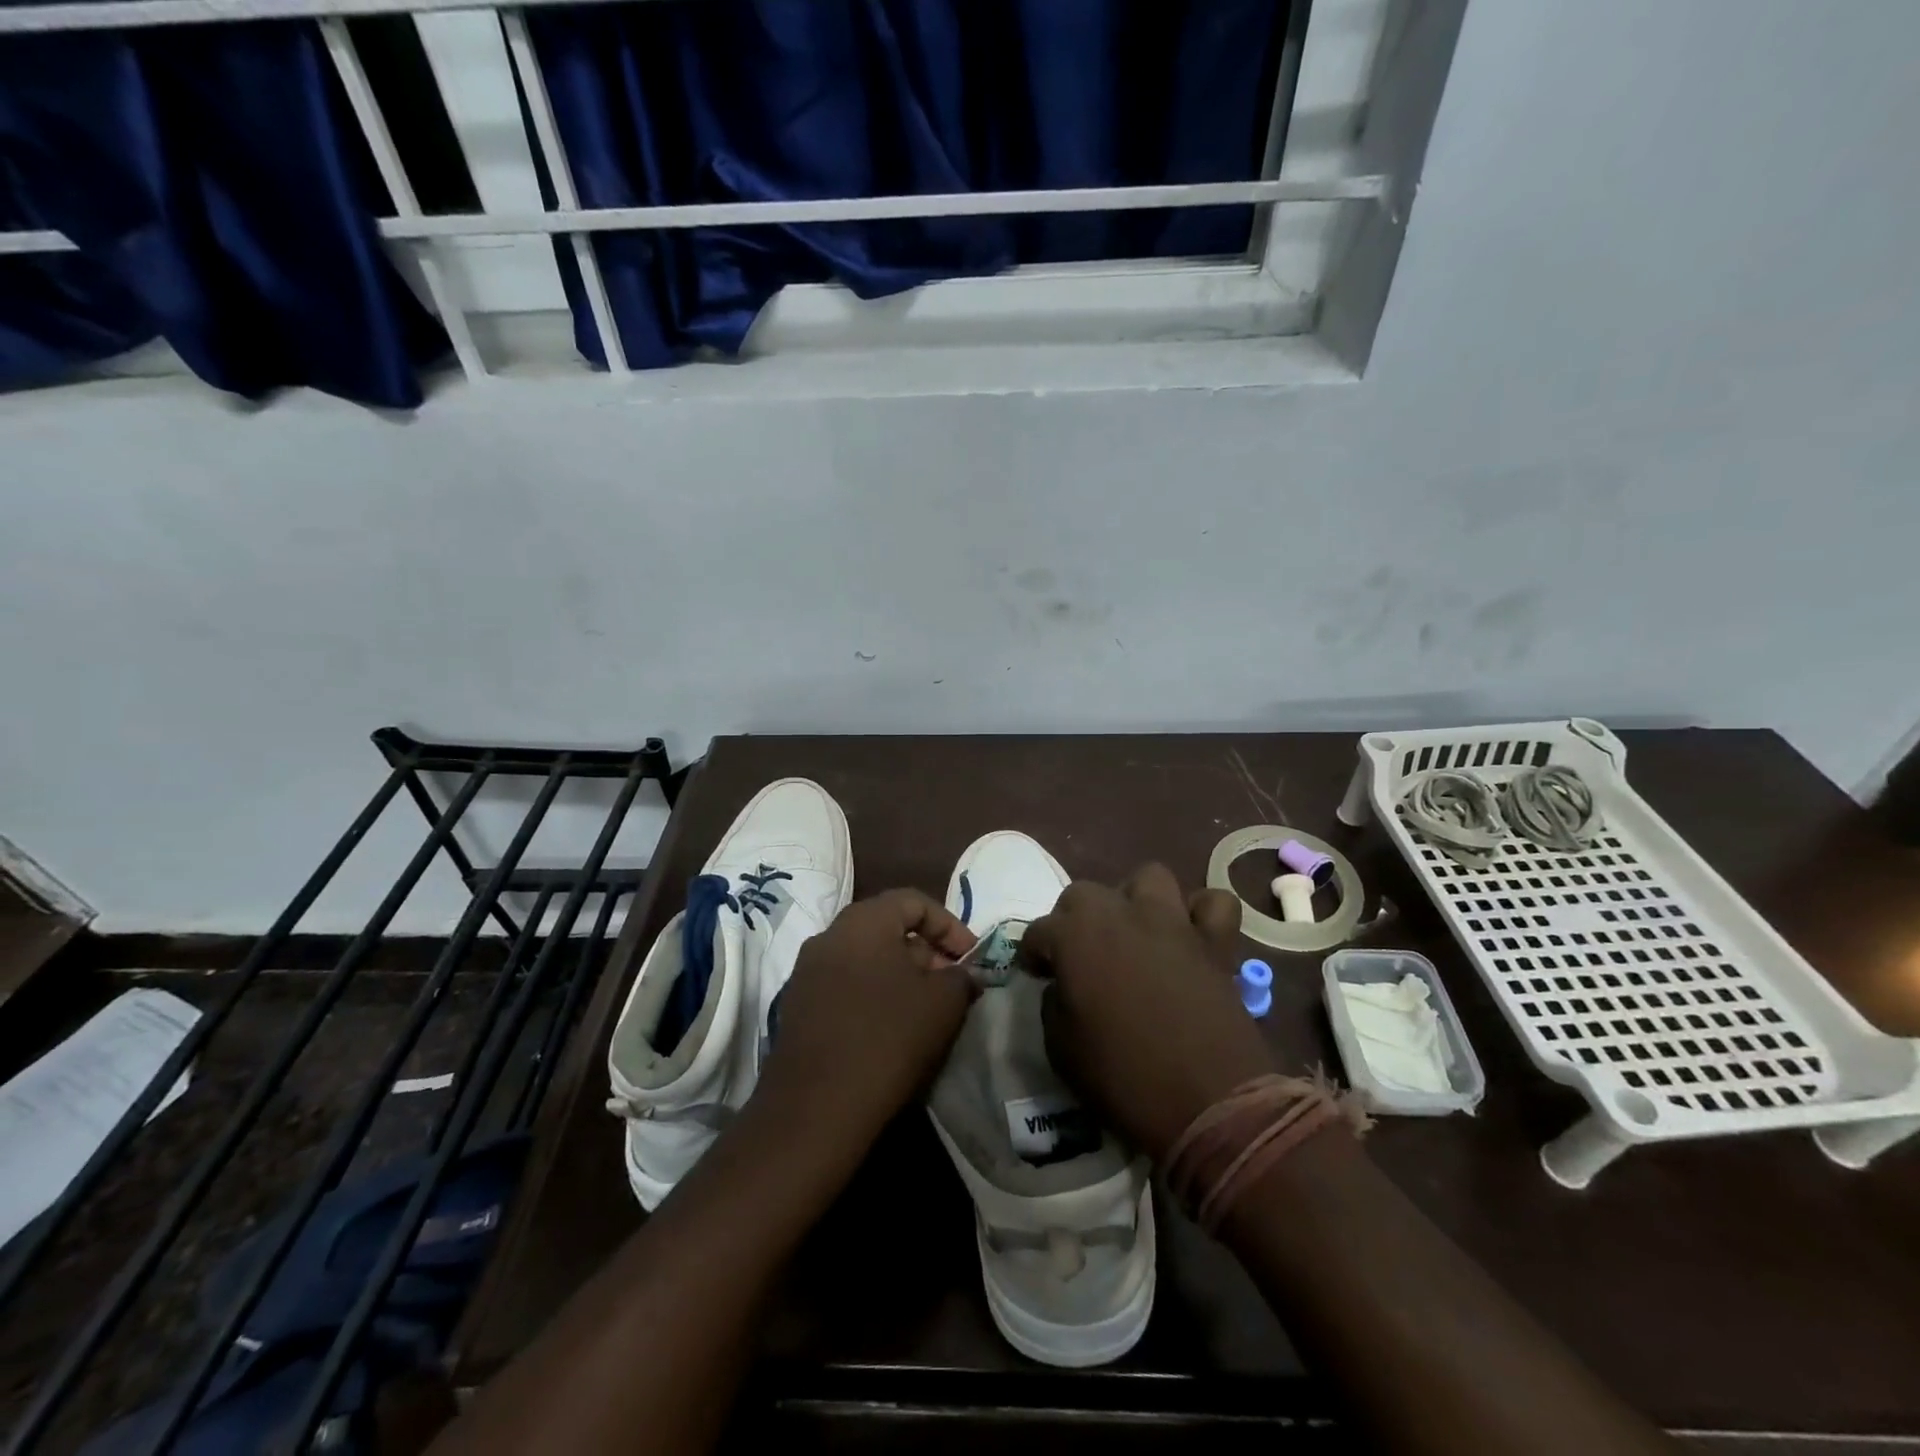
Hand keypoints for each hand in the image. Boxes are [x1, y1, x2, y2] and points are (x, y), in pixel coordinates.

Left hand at [754, 889, 976, 1158]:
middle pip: (887, 927)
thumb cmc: (888, 1038)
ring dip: (899, 974)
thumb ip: (961, 977)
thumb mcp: (943, 1003)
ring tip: (926, 1008)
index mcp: (863, 921)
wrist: (816, 1106)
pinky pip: (845, 983)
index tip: (970, 958)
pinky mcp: (798, 1005)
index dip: (949, 925)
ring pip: (865, 957)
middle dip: (925, 951)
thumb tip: (963, 973)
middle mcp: (829, 935)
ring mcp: (807, 970)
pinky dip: (873, 993)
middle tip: (951, 984)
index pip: (913, 901)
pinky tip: (891, 1027)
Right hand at [1024, 864, 1274, 1163]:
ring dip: (1133, 899)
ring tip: (1132, 931)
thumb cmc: (1124, 1079)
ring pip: (1148, 878)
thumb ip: (1054, 1003)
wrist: (1209, 1105)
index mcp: (1075, 937)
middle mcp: (1120, 914)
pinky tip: (1189, 935)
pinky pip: (1213, 904)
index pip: (1038, 931)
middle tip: (1079, 954)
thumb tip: (1063, 986)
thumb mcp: (1061, 1049)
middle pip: (1084, 894)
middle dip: (1073, 919)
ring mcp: (1172, 921)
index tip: (1038, 974)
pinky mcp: (1214, 941)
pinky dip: (1200, 914)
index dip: (1034, 954)